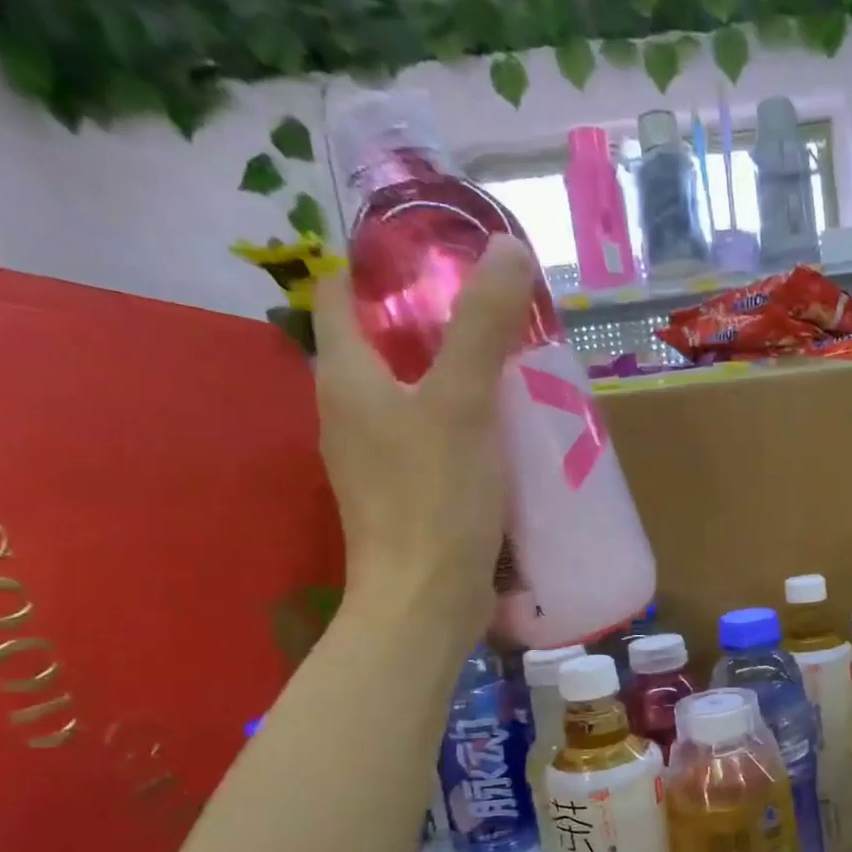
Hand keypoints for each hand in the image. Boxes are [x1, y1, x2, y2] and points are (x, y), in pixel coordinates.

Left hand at [310, 236, 535, 633]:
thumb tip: (508, 248)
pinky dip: (463, 428)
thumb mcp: (464, 405)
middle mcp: (350, 415)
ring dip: (453, 381)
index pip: (340, 296)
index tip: (441, 262)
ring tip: (511, 374)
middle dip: (433, 325)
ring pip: (411, 398)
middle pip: (383, 347)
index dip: (381, 269)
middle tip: (495, 317)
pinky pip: (431, 442)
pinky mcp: (407, 498)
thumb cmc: (435, 499)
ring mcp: (377, 462)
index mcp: (346, 380)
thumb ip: (483, 328)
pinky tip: (506, 439)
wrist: (425, 602)